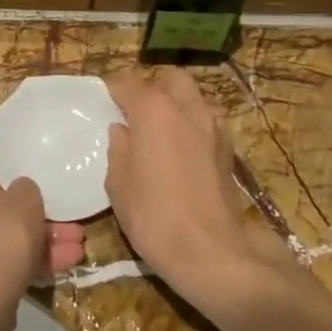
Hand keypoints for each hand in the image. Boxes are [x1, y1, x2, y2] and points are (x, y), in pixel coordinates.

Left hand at [0, 162, 86, 312]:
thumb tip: (20, 193)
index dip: (12, 186)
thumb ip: (25, 188)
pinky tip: (60, 268)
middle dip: (31, 221)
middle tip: (65, 226)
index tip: (34, 198)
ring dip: (34, 244)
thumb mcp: (25, 199)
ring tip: (75, 249)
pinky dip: (19, 263)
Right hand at [104, 70, 299, 311]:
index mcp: (154, 110)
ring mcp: (214, 127)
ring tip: (161, 129)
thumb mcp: (118, 182)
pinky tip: (182, 150)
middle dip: (153, 87)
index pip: (129, 84)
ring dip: (177, 104)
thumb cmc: (152, 214)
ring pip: (194, 97)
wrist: (210, 251)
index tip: (103, 101)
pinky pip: (208, 121)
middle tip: (136, 111)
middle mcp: (187, 108)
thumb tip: (122, 130)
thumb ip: (119, 148)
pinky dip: (193, 125)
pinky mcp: (229, 149)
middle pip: (171, 79)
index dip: (113, 90)